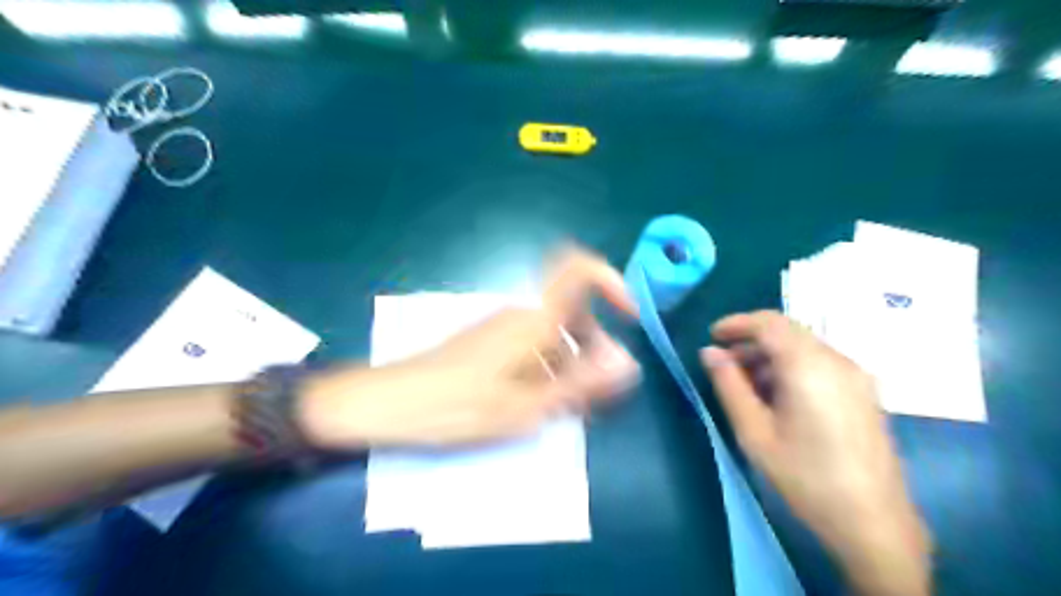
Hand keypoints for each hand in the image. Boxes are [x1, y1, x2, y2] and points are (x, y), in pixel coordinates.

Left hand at [301, 248, 641, 448]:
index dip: (610, 281)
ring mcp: (502, 326)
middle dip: (594, 345)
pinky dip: (547, 368)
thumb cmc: (459, 405)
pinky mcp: (489, 342)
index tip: (627, 316)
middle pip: (573, 311)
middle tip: (595, 392)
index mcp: (534, 316)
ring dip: (571, 362)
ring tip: (566, 407)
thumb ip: (581, 383)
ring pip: (553, 332)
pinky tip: (537, 403)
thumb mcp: (527, 403)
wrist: (390, 404)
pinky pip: (532, 345)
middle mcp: (520, 312)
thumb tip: (629, 363)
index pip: (579, 268)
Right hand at [704, 312, 930, 595]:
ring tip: (746, 385)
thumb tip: (710, 353)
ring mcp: (856, 376)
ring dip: (770, 356)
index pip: (769, 323)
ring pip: (804, 347)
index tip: (712, 336)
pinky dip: (791, 367)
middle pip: (787, 332)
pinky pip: (820, 363)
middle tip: (723, 365)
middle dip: (751, 341)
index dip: (737, 323)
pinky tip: (777, 397)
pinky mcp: (863, 392)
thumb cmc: (805, 477)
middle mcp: (837, 361)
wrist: (874, 522)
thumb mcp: (755, 432)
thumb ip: (729, 385)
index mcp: (810, 366)